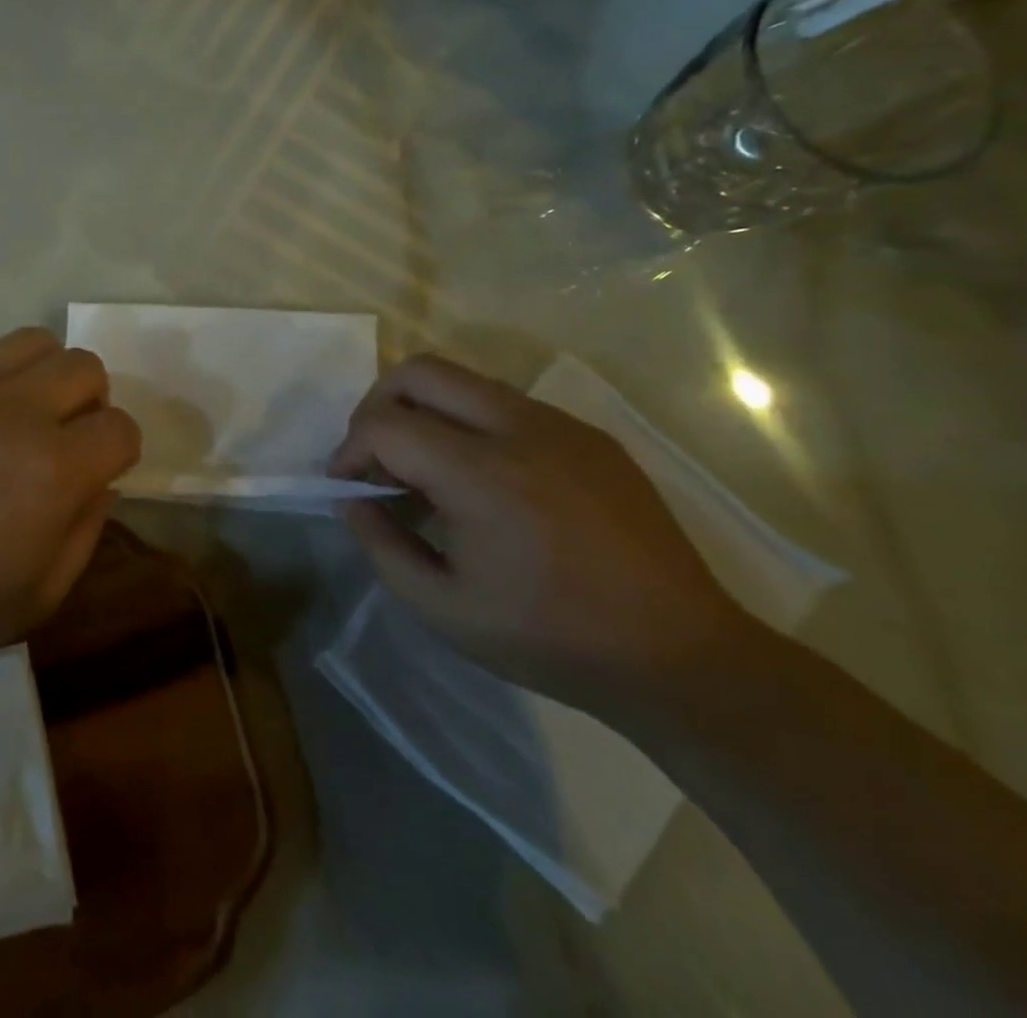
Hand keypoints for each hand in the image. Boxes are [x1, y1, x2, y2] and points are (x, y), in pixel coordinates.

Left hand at [0, 326, 141, 672]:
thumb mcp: (39, 597)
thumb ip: (86, 533)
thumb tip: (102, 482)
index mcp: (53, 471)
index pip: (120, 427)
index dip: (119, 450)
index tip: (99, 469)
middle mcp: (16, 412)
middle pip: (85, 366)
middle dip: (90, 401)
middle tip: (63, 435)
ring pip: (33, 340)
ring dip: (42, 373)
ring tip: (20, 408)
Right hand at [330, 354, 753, 716]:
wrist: (680, 655)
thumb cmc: (551, 639)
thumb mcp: (442, 609)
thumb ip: (381, 545)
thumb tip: (351, 500)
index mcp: (483, 476)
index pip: (385, 425)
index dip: (349, 450)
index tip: (346, 486)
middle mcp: (520, 429)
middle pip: (419, 371)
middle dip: (377, 406)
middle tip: (375, 457)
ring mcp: (560, 425)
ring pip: (462, 380)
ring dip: (423, 410)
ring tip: (424, 469)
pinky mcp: (588, 434)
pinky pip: (505, 404)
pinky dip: (468, 423)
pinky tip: (481, 480)